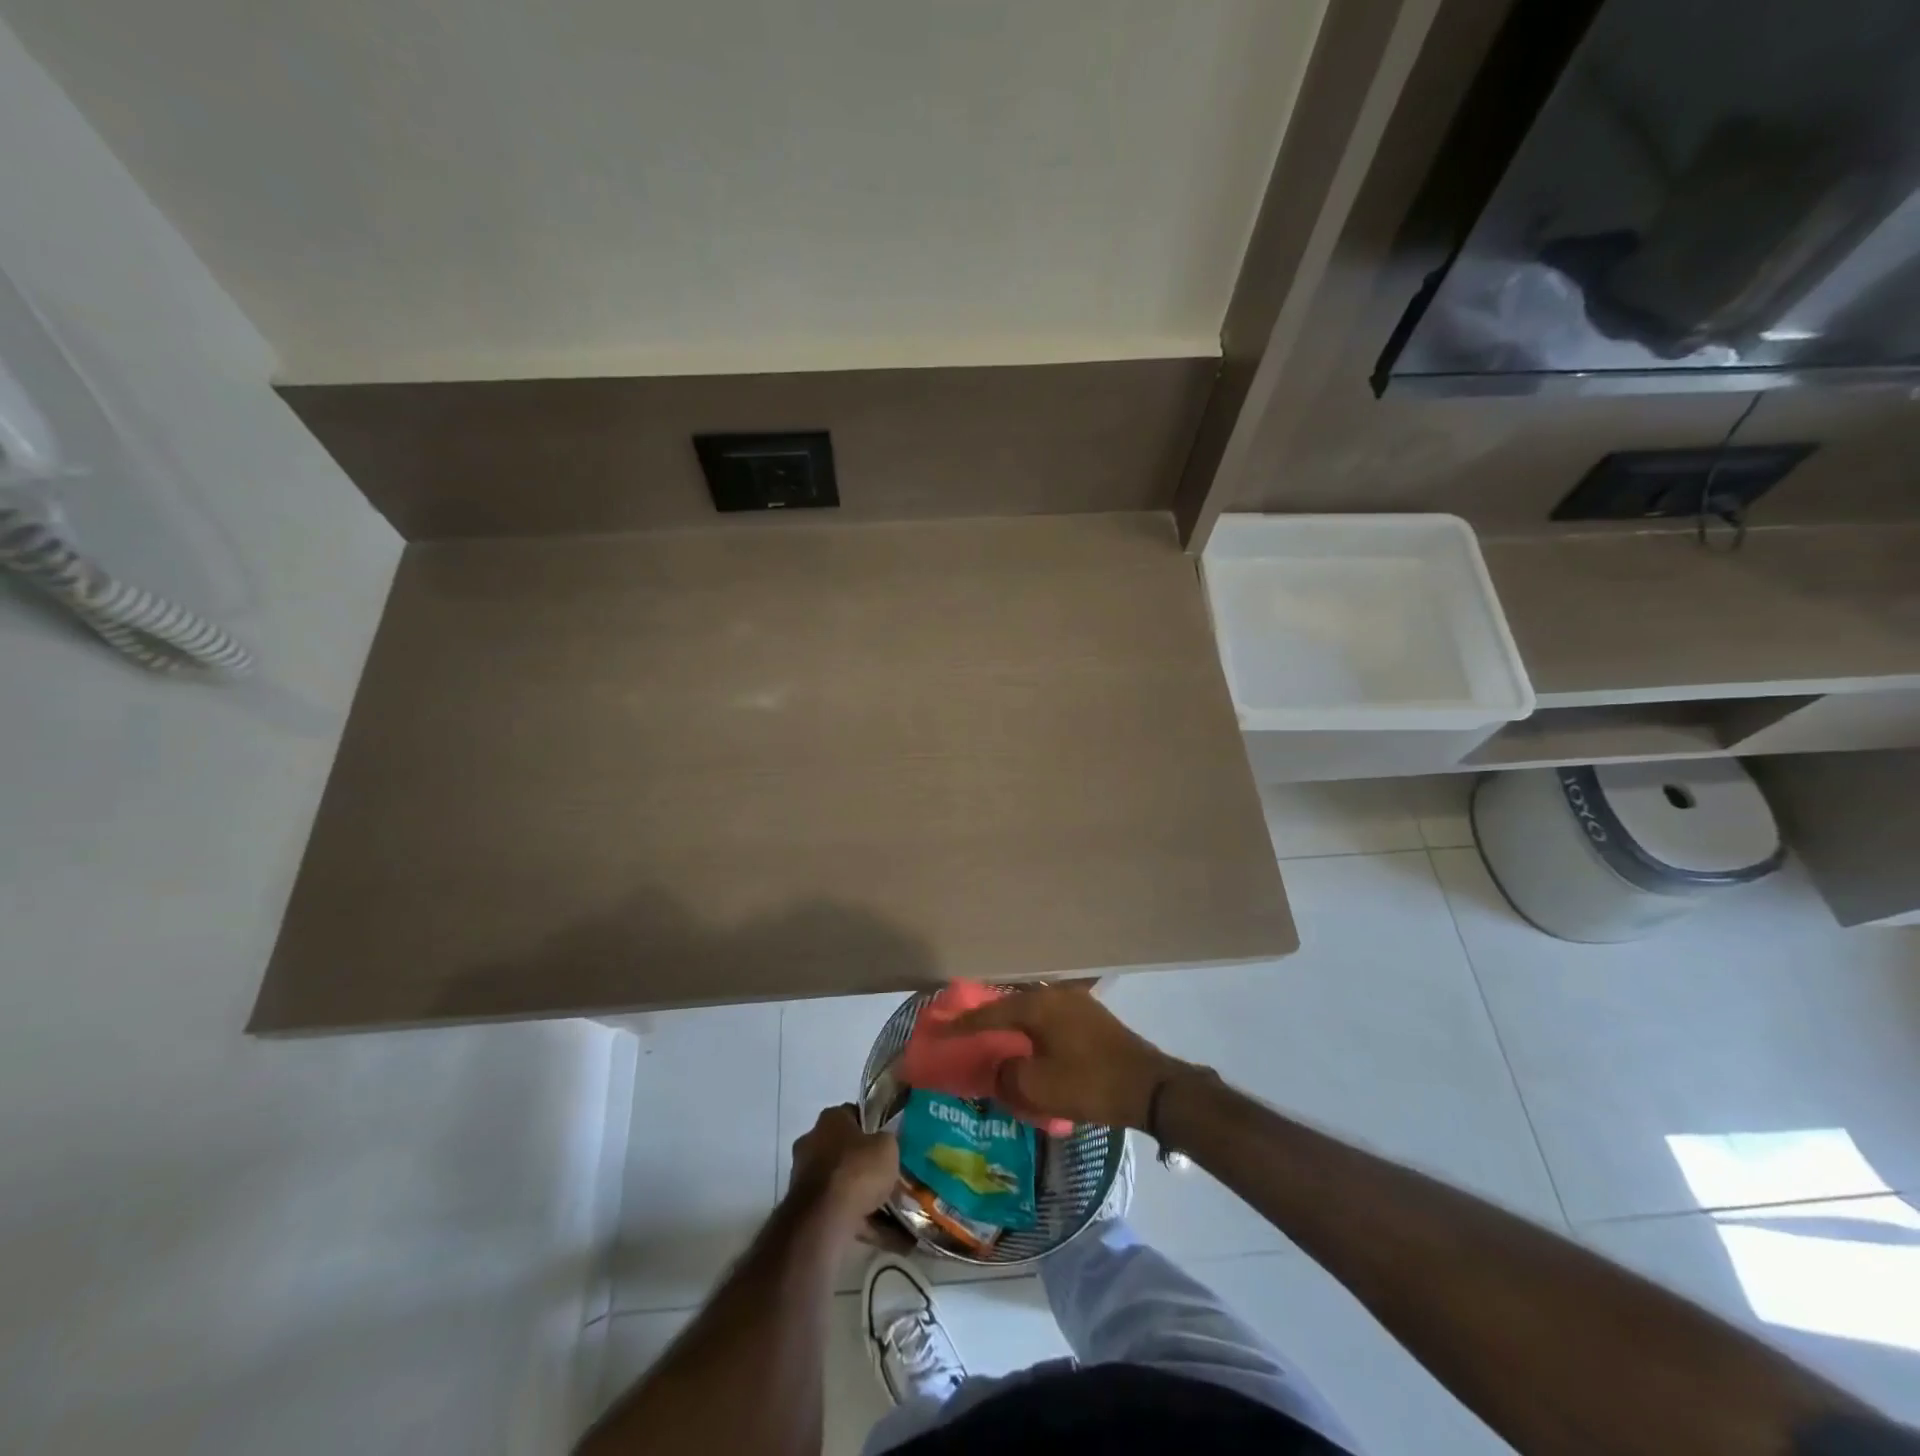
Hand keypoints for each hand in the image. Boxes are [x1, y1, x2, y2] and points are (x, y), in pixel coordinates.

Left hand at [789, 1104, 899, 1235]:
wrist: (824, 1219)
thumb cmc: (857, 1170)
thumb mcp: (887, 1147)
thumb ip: (887, 1141)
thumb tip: (882, 1146)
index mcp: (830, 1119)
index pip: (853, 1114)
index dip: (872, 1126)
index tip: (887, 1142)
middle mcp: (812, 1141)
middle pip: (844, 1150)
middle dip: (864, 1164)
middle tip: (888, 1176)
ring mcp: (804, 1176)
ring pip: (841, 1183)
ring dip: (862, 1195)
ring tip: (891, 1211)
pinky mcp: (804, 1208)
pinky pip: (838, 1210)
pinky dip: (859, 1221)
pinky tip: (884, 1235)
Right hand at [943, 985, 1192, 1129]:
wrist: (1150, 1087)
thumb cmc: (1089, 1083)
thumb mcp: (1038, 1087)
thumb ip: (1008, 1076)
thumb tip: (1000, 1069)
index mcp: (1038, 1005)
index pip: (990, 1012)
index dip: (964, 1025)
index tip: (941, 1030)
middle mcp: (1055, 995)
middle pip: (1011, 1005)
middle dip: (988, 1019)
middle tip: (966, 1030)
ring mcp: (1077, 1003)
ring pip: (1033, 1012)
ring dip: (1013, 1025)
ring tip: (995, 1037)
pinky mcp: (1092, 1018)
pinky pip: (1050, 1019)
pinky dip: (1034, 1030)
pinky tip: (1030, 1043)